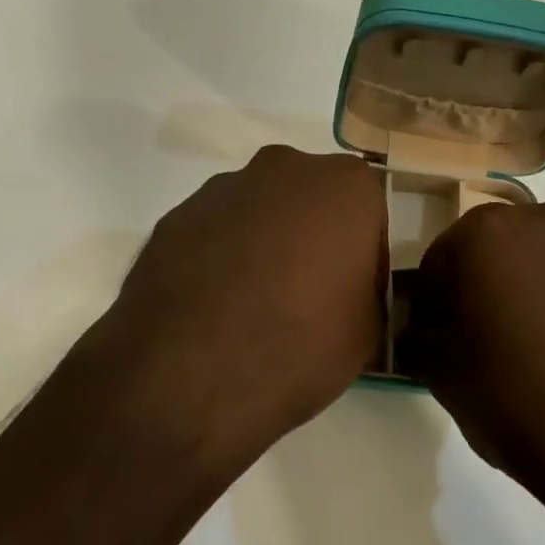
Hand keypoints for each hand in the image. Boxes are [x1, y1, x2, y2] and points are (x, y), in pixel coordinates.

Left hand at [93, 145, 385, 467]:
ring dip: (263, 242)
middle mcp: (284, 168)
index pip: (369, 211)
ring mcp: (223, 188)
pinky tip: (214, 306)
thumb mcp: (368, 329)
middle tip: (306, 293)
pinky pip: (215, 232)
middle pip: (310, 199)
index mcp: (345, 186)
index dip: (363, 253)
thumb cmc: (300, 345)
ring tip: (252, 305)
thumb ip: (367, 288)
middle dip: (312, 235)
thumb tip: (348, 287)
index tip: (352, 291)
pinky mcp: (176, 216)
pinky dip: (220, 257)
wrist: (190, 376)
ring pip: (259, 210)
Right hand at [407, 201, 544, 520]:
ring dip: (543, 284)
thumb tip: (424, 324)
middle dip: (492, 280)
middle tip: (495, 334)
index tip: (443, 331)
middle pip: (503, 245)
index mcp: (489, 235)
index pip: (443, 256)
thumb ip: (420, 333)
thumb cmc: (519, 403)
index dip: (437, 296)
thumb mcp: (442, 374)